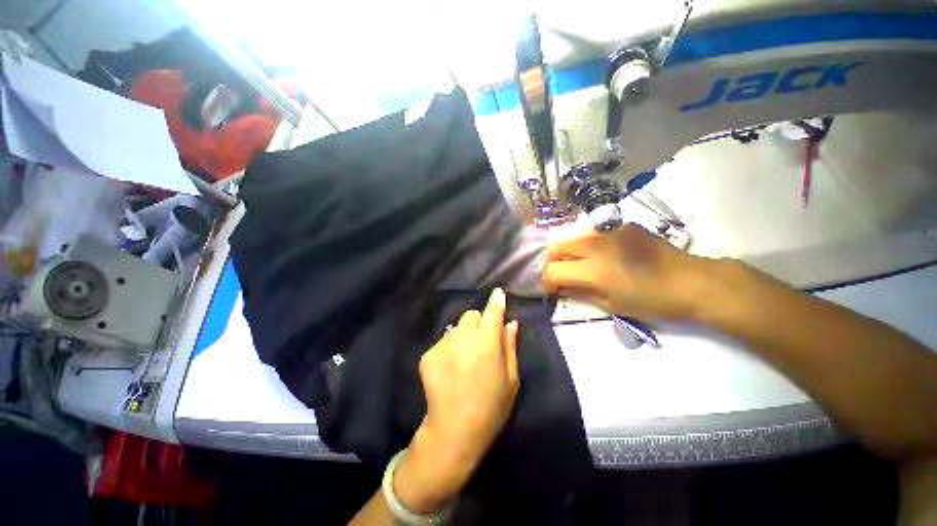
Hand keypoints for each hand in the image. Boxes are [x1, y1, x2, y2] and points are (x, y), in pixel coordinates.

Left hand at [394, 288, 519, 513]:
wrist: (454, 430)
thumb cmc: (491, 407)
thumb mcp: (512, 379)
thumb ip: (511, 346)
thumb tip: (511, 323)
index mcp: (487, 344)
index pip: (492, 312)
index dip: (496, 301)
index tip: (498, 294)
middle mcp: (464, 338)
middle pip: (471, 315)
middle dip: (478, 322)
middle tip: (481, 341)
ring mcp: (443, 345)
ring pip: (456, 328)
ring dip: (463, 336)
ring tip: (464, 360)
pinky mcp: (428, 354)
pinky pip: (443, 342)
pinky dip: (449, 349)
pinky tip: (450, 370)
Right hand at [543, 223, 721, 321]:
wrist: (693, 281)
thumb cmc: (652, 301)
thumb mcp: (611, 305)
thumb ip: (579, 293)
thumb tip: (559, 289)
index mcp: (592, 269)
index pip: (552, 270)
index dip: (546, 282)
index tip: (551, 290)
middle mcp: (594, 245)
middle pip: (556, 247)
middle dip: (552, 262)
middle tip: (561, 276)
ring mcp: (608, 231)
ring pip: (572, 238)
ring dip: (568, 253)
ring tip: (580, 265)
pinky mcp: (621, 226)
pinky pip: (593, 234)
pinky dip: (589, 246)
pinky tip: (604, 255)